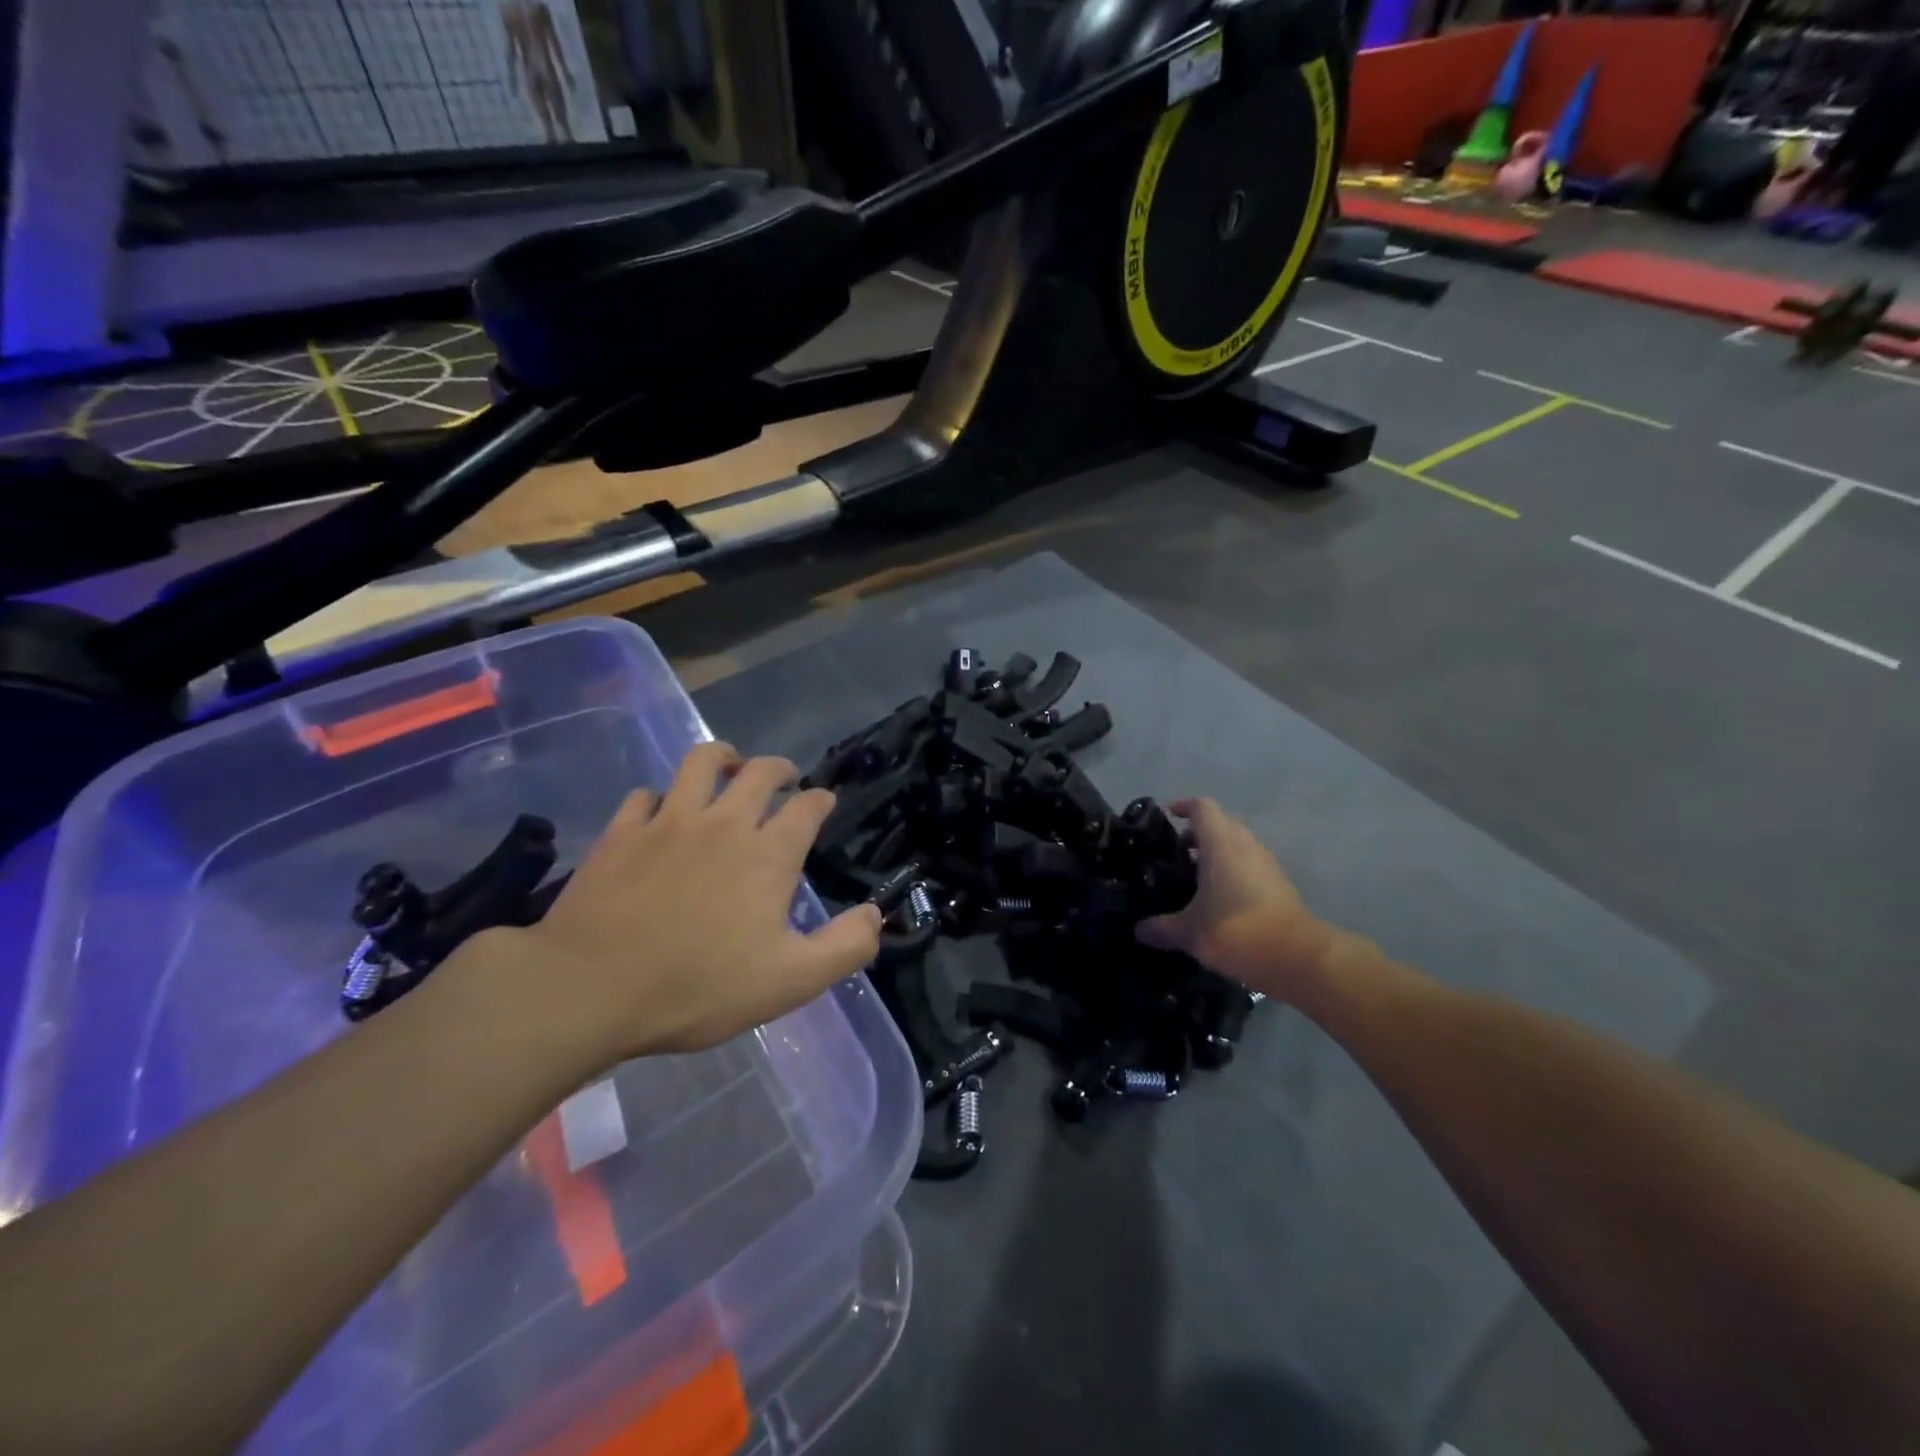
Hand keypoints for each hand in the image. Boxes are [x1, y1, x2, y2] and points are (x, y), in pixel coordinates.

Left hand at [495, 742, 882, 1064]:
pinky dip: (661, 796)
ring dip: (723, 757)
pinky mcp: (622, 832)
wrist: (590, 990)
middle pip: (759, 771)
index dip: (820, 800)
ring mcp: (668, 821)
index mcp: (767, 854)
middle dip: (779, 768)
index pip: (806, 807)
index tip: (824, 802)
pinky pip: (646, 794)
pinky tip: (661, 811)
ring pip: (700, 762)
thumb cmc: (698, 987)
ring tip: (729, 765)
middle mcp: (723, 823)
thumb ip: (844, 948)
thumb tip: (876, 915)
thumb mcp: (789, 982)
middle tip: (784, 777)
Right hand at [1137, 798, 1336, 998]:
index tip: (1167, 817)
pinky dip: (1232, 872)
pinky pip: (1249, 865)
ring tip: (1193, 879)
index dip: (1183, 807)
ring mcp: (1266, 864)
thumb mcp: (1190, 933)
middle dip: (1197, 834)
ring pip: (1237, 845)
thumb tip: (1138, 930)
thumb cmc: (1237, 931)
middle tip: (1175, 854)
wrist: (1299, 958)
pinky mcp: (1279, 884)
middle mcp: (1245, 846)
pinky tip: (1218, 901)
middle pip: (1221, 823)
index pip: (1202, 807)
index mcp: (1221, 845)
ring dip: (1216, 854)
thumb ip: (1161, 928)